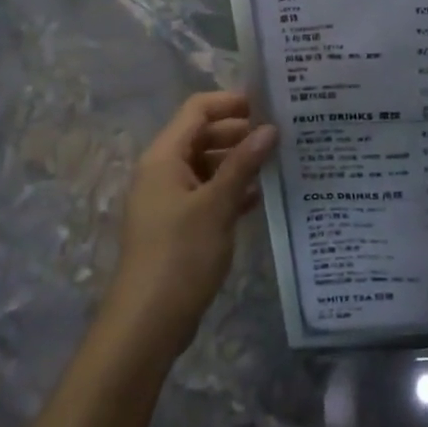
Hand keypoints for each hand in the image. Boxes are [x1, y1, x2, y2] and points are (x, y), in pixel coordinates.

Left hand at [104, 92, 276, 359]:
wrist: (146, 324)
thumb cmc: (180, 255)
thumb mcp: (216, 205)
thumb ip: (243, 163)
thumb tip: (270, 128)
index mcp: (164, 157)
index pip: (197, 109)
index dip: (231, 102)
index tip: (269, 105)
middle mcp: (163, 171)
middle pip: (203, 134)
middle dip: (240, 132)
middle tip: (281, 134)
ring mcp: (169, 199)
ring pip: (207, 164)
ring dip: (239, 162)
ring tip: (278, 162)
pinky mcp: (178, 224)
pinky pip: (207, 192)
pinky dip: (232, 189)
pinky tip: (261, 196)